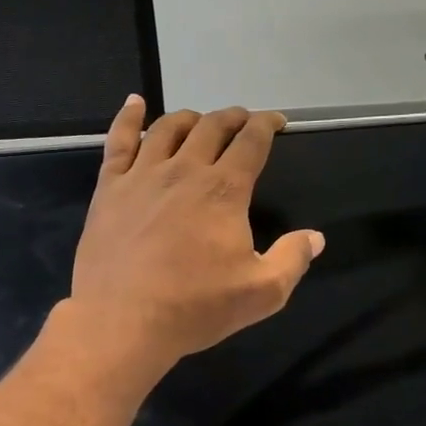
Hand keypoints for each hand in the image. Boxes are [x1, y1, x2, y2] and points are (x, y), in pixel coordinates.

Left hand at [67, 98, 324, 378]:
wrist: (122, 322)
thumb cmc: (194, 308)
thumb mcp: (261, 293)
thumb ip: (292, 260)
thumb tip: (315, 237)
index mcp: (224, 190)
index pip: (251, 142)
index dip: (267, 125)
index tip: (276, 122)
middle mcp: (184, 171)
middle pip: (212, 127)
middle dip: (233, 118)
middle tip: (242, 121)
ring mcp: (142, 176)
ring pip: (167, 129)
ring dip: (189, 118)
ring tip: (198, 120)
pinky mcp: (109, 189)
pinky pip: (118, 141)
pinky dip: (128, 118)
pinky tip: (134, 103)